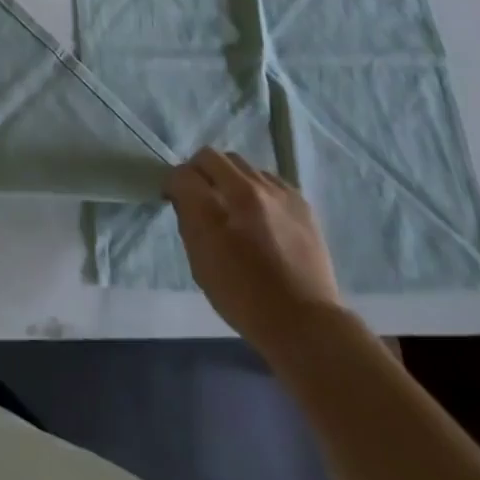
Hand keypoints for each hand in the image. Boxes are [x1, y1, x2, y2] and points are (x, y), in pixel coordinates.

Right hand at [166, 149, 342, 354]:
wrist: (305, 322)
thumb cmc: (243, 300)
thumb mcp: (200, 264)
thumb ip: (188, 222)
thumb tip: (185, 199)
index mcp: (214, 209)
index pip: (182, 174)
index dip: (174, 184)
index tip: (175, 198)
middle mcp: (243, 190)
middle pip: (209, 156)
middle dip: (199, 171)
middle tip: (201, 194)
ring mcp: (275, 192)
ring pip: (239, 163)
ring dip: (228, 177)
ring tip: (233, 203)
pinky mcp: (299, 200)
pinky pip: (267, 178)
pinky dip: (256, 187)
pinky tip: (260, 211)